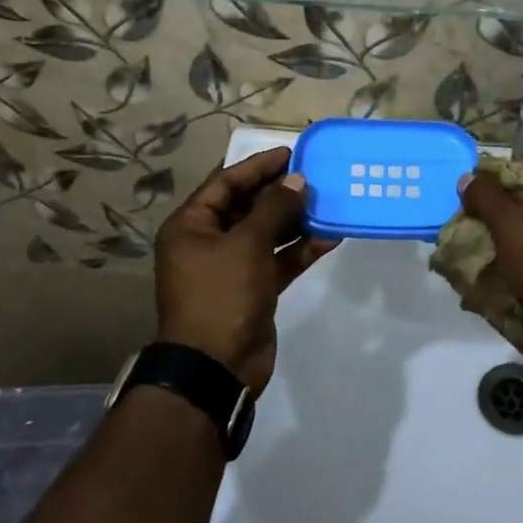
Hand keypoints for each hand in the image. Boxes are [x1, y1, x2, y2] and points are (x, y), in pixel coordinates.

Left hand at [153, 147, 338, 394]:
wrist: (216, 368)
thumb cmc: (221, 295)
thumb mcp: (247, 245)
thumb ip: (274, 208)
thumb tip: (297, 180)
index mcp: (191, 226)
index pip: (225, 183)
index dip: (258, 166)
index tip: (291, 154)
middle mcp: (208, 242)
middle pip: (247, 206)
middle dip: (280, 192)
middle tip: (315, 176)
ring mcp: (231, 267)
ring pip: (266, 233)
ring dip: (295, 219)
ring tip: (327, 202)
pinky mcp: (253, 288)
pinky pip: (278, 259)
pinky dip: (300, 249)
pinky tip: (331, 237)